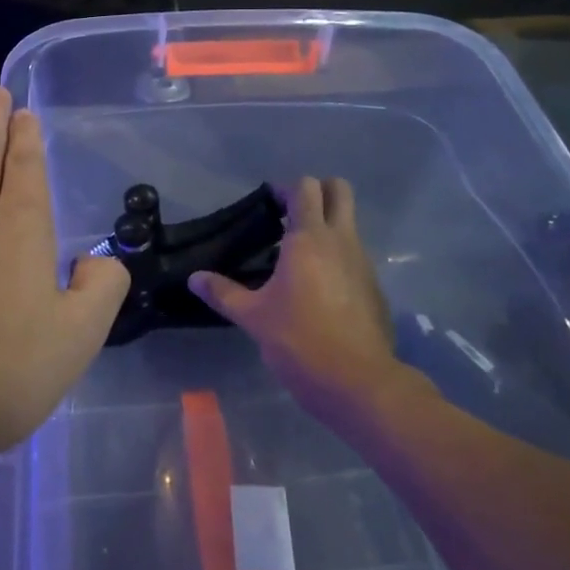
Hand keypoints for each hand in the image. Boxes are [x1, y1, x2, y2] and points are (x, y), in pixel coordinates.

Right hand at [189, 177, 401, 423]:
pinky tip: (319, 290)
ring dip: (328, 226)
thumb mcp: (253, 317)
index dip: (286, 189)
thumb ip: (222, 293)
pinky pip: (356, 255)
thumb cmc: (299, 340)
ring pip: (350, 223)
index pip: (305, 187)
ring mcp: (363, 262)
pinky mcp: (374, 286)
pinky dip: (339, 257)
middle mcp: (340, 240)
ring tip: (298, 257)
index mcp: (308, 238)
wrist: (358, 382)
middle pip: (339, 190)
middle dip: (319, 191)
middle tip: (292, 215)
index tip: (269, 206)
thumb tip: (194, 278)